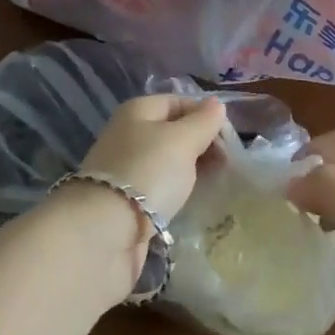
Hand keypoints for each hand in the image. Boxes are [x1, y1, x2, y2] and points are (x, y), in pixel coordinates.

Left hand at [80, 94, 226, 220]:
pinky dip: (176, 191)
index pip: (180, 102)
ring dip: (191, 169)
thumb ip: (203, 122)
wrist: (104, 232)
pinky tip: (190, 201)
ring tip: (215, 183)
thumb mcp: (182, 140)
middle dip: (201, 144)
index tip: (231, 140)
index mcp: (138, 110)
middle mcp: (129, 134)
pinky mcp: (125, 201)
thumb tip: (217, 105)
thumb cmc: (147, 172)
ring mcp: (125, 168)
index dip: (206, 116)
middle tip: (227, 164)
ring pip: (167, 161)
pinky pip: (159, 187)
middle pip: (173, 131)